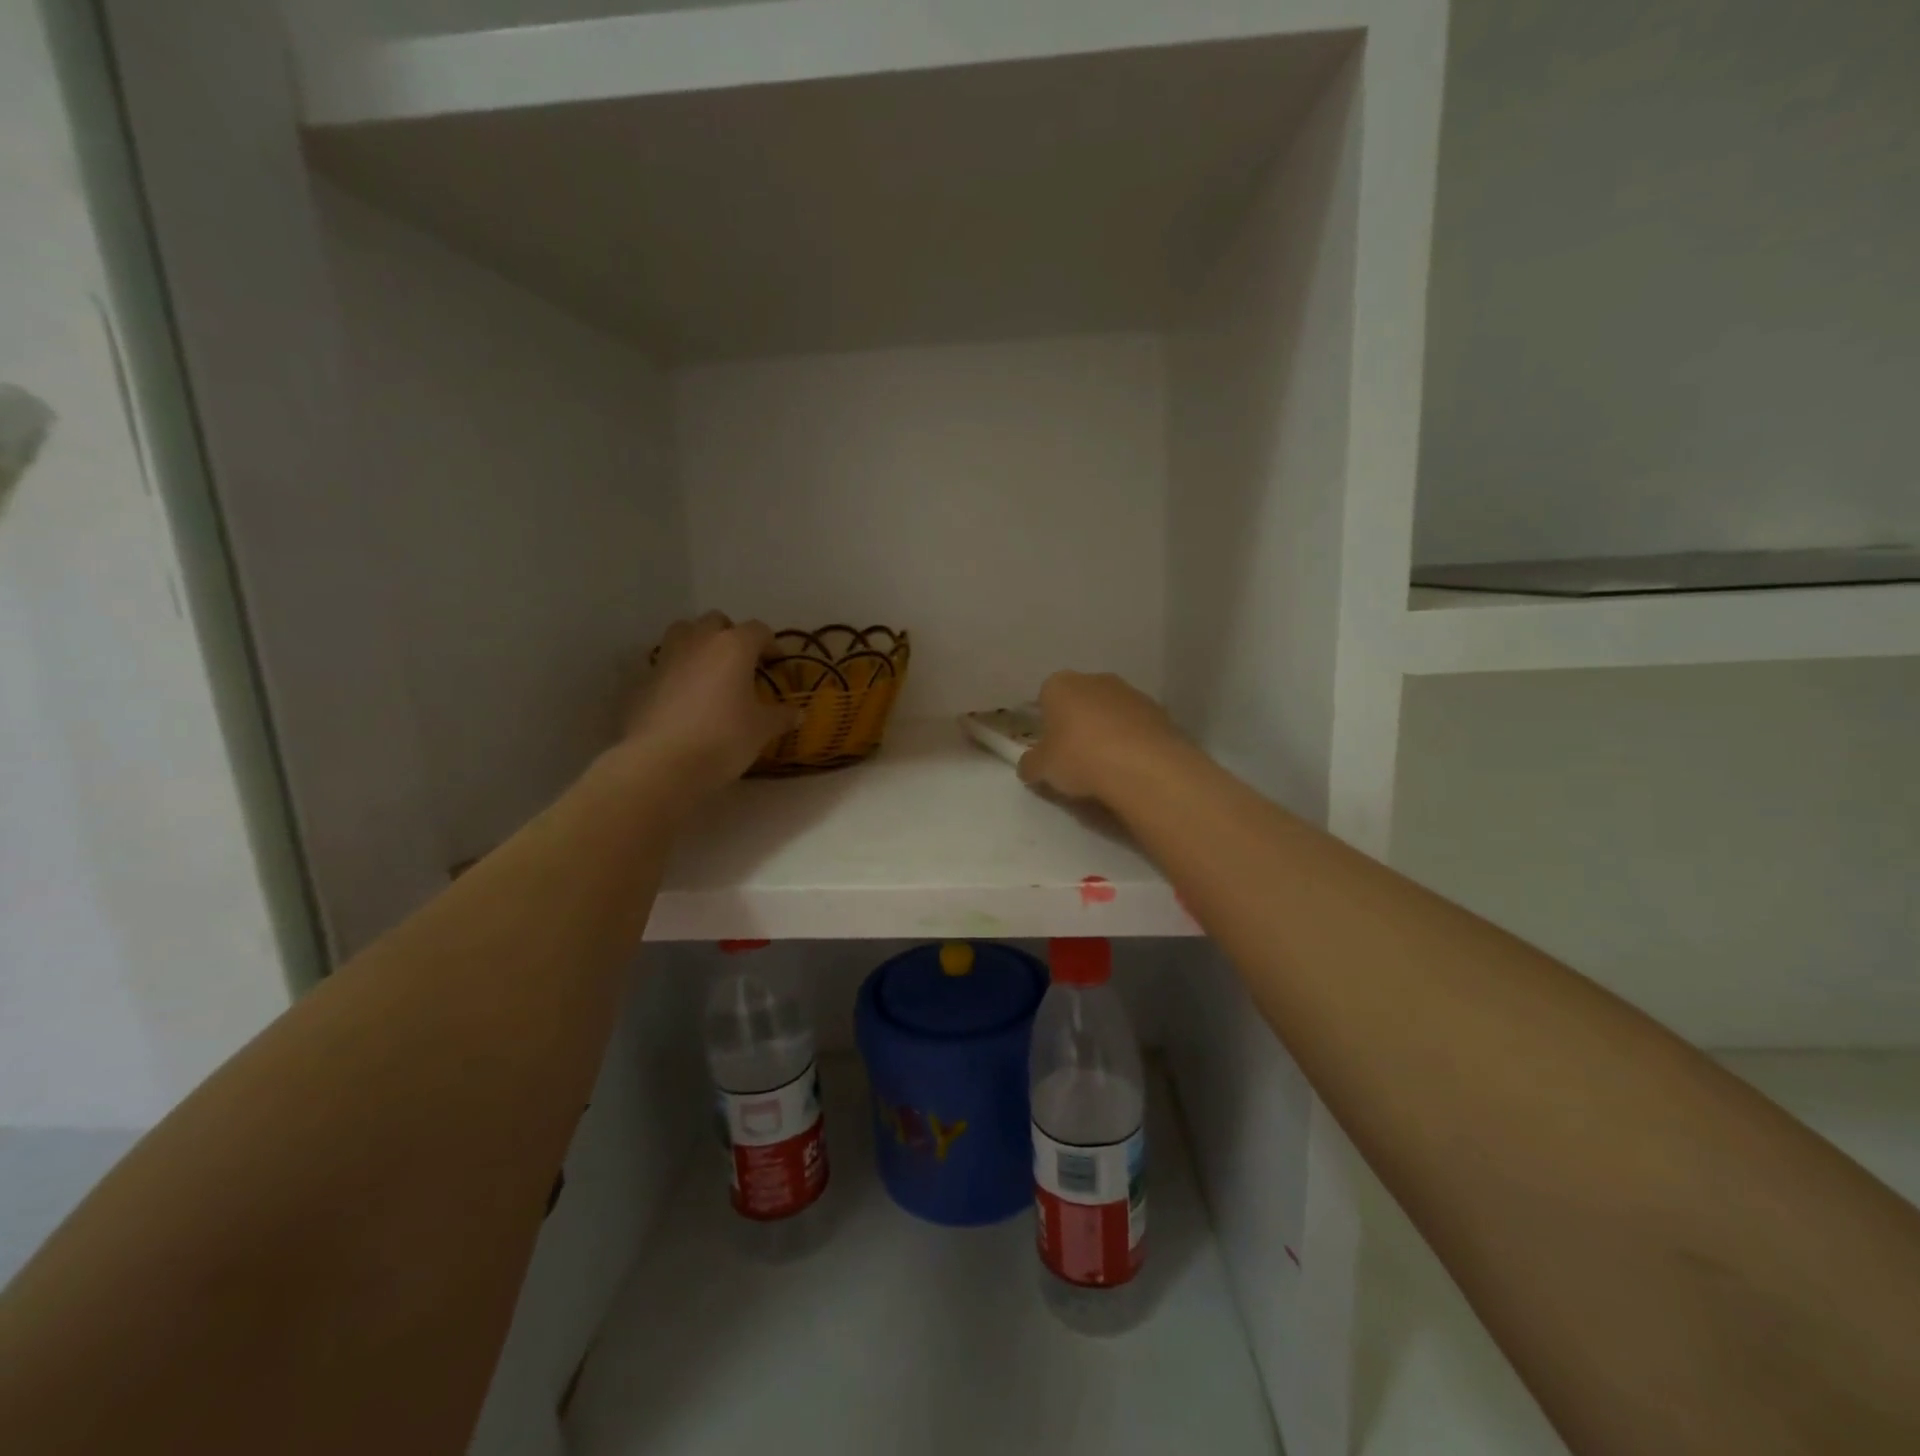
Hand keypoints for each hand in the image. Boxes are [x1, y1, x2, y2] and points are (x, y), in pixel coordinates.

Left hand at [622, 613, 798, 791]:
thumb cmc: (723, 738)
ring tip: (710, 671)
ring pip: (684, 633)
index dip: (770, 644)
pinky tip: (686, 697)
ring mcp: (667, 657)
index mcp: (734, 646)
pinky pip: (666, 663)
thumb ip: (781, 716)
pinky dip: (678, 670)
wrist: (661, 762)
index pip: (758, 630)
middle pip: (716, 621)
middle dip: (731, 636)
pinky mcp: (644, 679)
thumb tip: (798, 713)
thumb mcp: (762, 730)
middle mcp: (699, 641)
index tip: (775, 663)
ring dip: (699, 643)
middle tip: (742, 663)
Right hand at [1017, 671, 1184, 803]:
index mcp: (1060, 684)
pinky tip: (1131, 766)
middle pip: (1080, 700)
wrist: (1143, 766)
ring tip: (1106, 766)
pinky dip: (1132, 740)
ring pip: (1110, 711)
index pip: (1046, 696)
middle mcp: (1095, 679)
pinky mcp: (1159, 711)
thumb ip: (1030, 764)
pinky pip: (1136, 725)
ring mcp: (1131, 692)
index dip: (1046, 722)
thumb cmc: (1079, 757)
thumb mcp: (1041, 769)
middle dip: (1077, 723)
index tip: (1050, 747)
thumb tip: (1029, 766)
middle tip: (1075, 757)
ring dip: (1107, 731)